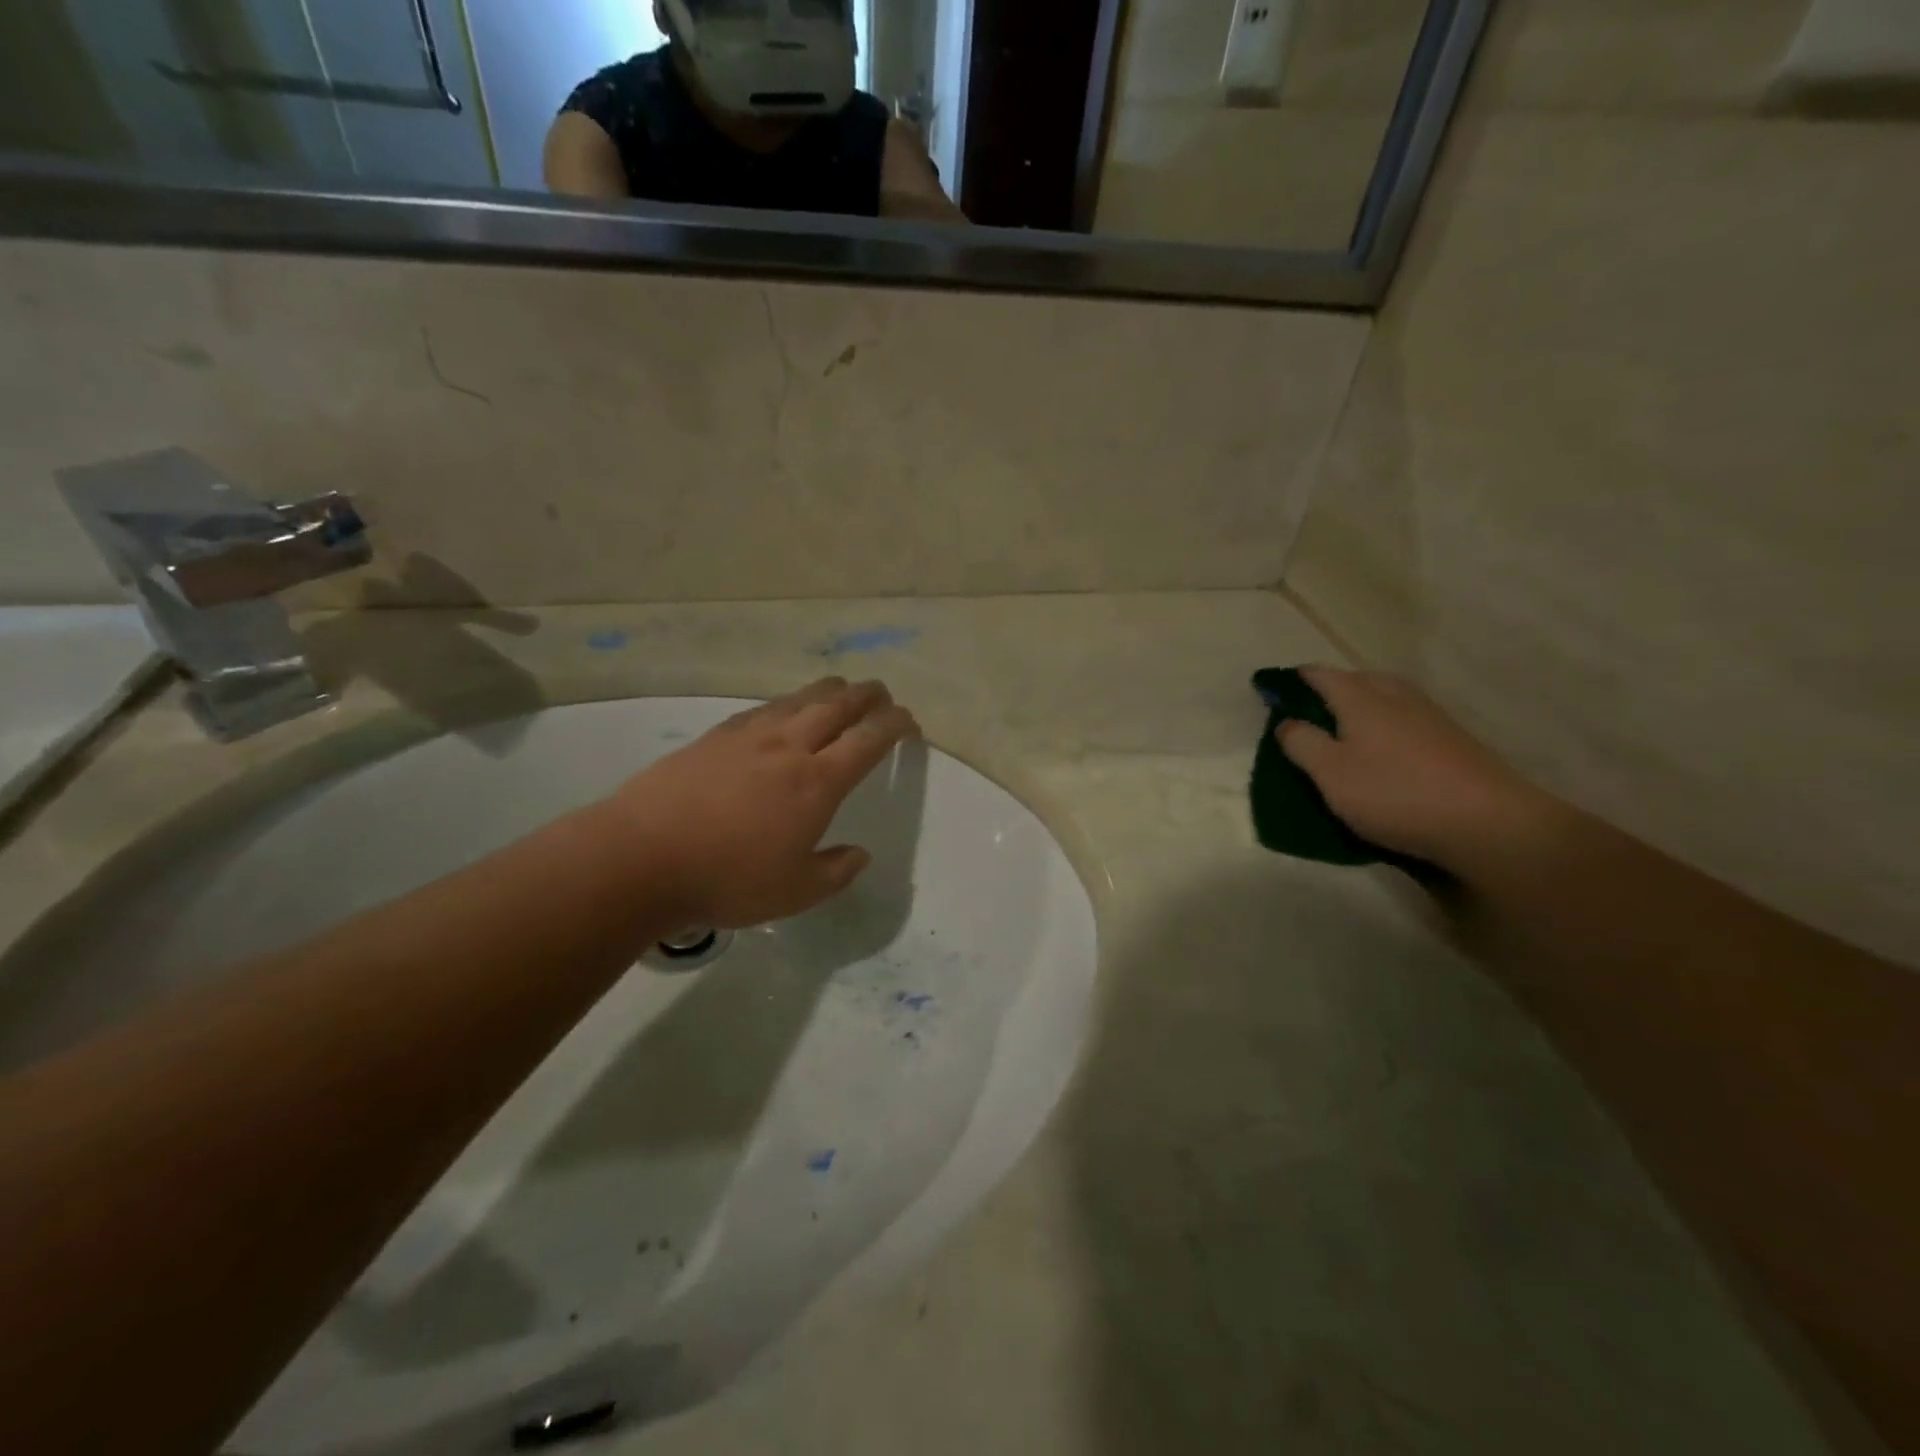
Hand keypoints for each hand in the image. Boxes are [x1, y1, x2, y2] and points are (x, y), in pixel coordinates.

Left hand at [608, 678, 918, 928]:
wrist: (641, 857)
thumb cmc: (726, 879)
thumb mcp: (794, 893)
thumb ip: (835, 872)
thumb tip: (860, 855)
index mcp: (817, 783)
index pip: (868, 740)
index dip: (894, 725)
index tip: (908, 721)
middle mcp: (788, 748)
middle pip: (837, 706)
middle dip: (866, 695)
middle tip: (882, 693)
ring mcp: (748, 737)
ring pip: (799, 699)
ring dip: (828, 691)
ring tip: (840, 690)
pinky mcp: (714, 737)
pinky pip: (762, 709)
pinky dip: (786, 704)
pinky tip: (781, 710)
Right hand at [1275, 666, 1547, 866]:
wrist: (1486, 822)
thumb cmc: (1393, 792)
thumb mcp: (1330, 773)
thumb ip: (1302, 743)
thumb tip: (1286, 722)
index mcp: (1361, 698)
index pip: (1321, 675)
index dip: (1295, 679)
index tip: (1274, 688)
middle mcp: (1396, 696)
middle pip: (1359, 678)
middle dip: (1332, 687)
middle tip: (1310, 709)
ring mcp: (1430, 716)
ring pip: (1388, 695)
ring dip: (1363, 703)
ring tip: (1346, 726)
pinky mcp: (1453, 739)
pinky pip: (1408, 717)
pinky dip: (1388, 722)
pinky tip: (1386, 746)